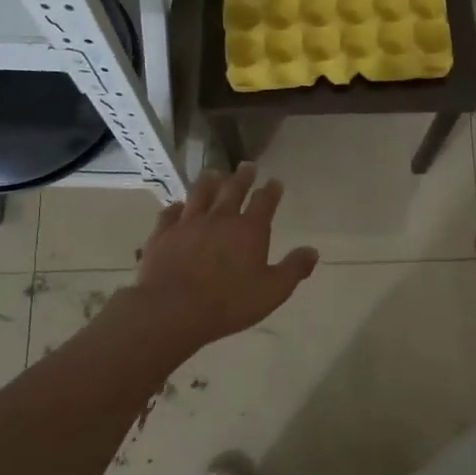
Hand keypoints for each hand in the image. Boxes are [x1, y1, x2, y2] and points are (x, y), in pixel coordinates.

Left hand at [129, 164, 318, 352]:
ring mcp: (189, 223)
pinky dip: (176, 207)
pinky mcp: (163, 233)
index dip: (271, 191)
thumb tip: (313, 251)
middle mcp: (220, 218)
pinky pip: (170, 213)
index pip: (264, 202)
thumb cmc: (228, 303)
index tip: (275, 182)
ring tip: (214, 173)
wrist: (173, 309)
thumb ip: (293, 269)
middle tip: (247, 165)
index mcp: (249, 230)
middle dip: (243, 177)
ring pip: (200, 193)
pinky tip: (178, 206)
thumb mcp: (272, 291)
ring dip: (209, 181)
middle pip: (233, 190)